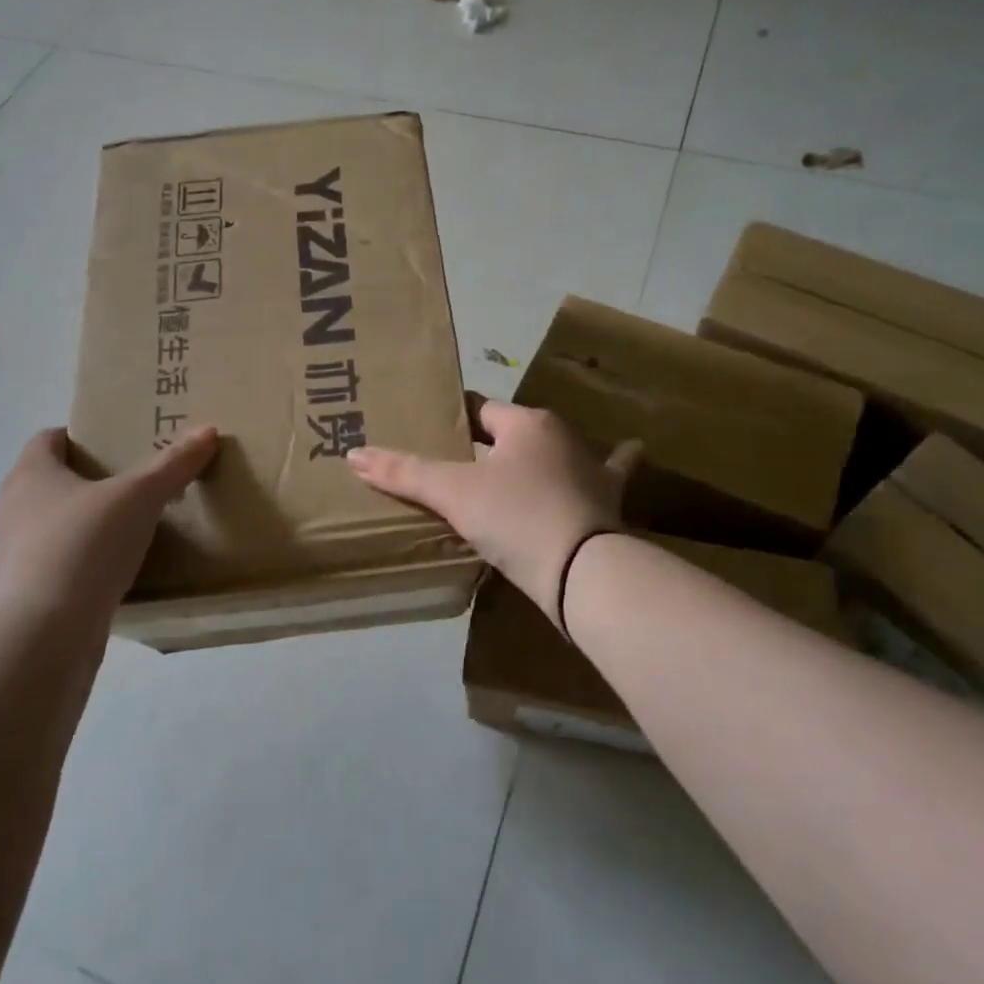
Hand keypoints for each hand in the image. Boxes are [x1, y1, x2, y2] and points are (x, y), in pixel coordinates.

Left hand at [0, 426, 218, 624]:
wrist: (42, 639)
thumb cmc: (83, 547)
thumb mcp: (138, 498)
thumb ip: (172, 465)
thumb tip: (207, 431)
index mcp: (30, 476)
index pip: (49, 439)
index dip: (83, 436)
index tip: (120, 443)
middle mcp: (13, 511)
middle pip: (54, 484)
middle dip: (94, 482)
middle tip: (140, 483)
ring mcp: (14, 559)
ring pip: (57, 528)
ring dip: (90, 527)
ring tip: (136, 529)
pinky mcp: (26, 600)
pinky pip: (61, 569)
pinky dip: (86, 566)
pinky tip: (120, 575)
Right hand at [345, 401, 636, 620]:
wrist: (583, 573)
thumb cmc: (515, 517)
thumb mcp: (452, 494)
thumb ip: (403, 473)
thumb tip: (353, 454)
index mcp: (527, 423)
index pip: (481, 410)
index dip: (455, 420)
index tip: (434, 432)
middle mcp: (562, 435)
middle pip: (514, 433)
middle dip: (491, 443)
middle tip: (462, 462)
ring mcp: (591, 467)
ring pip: (555, 452)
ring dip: (539, 456)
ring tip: (516, 469)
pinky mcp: (608, 501)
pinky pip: (608, 475)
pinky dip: (612, 465)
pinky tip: (630, 449)